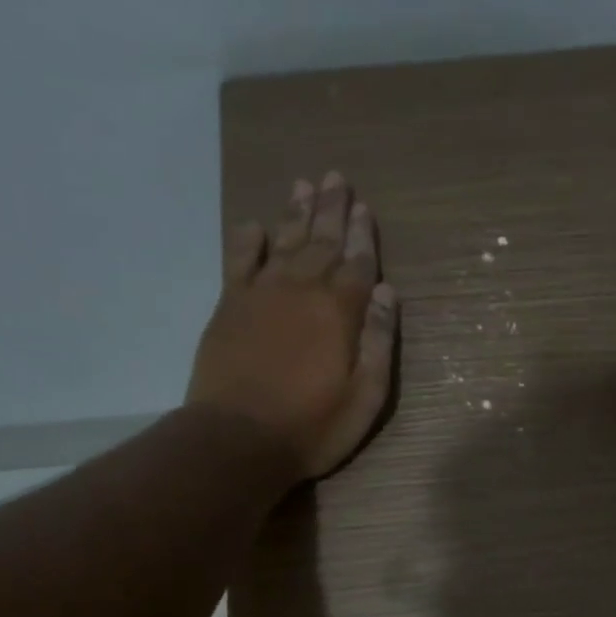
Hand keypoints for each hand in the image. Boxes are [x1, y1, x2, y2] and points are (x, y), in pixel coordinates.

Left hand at [189, 172, 398, 480]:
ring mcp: (261, 295)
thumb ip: (378, 341)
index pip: (357, 263)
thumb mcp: (364, 396)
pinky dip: (247, 240)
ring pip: (283, 242)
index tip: (365, 208)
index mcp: (338, 311)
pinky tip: (254, 225)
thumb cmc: (311, 426)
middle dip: (332, 210)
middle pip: (321, 242)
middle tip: (337, 177)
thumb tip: (386, 291)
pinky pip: (239, 261)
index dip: (363, 236)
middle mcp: (301, 290)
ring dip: (296, 213)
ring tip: (305, 185)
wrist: (237, 439)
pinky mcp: (229, 307)